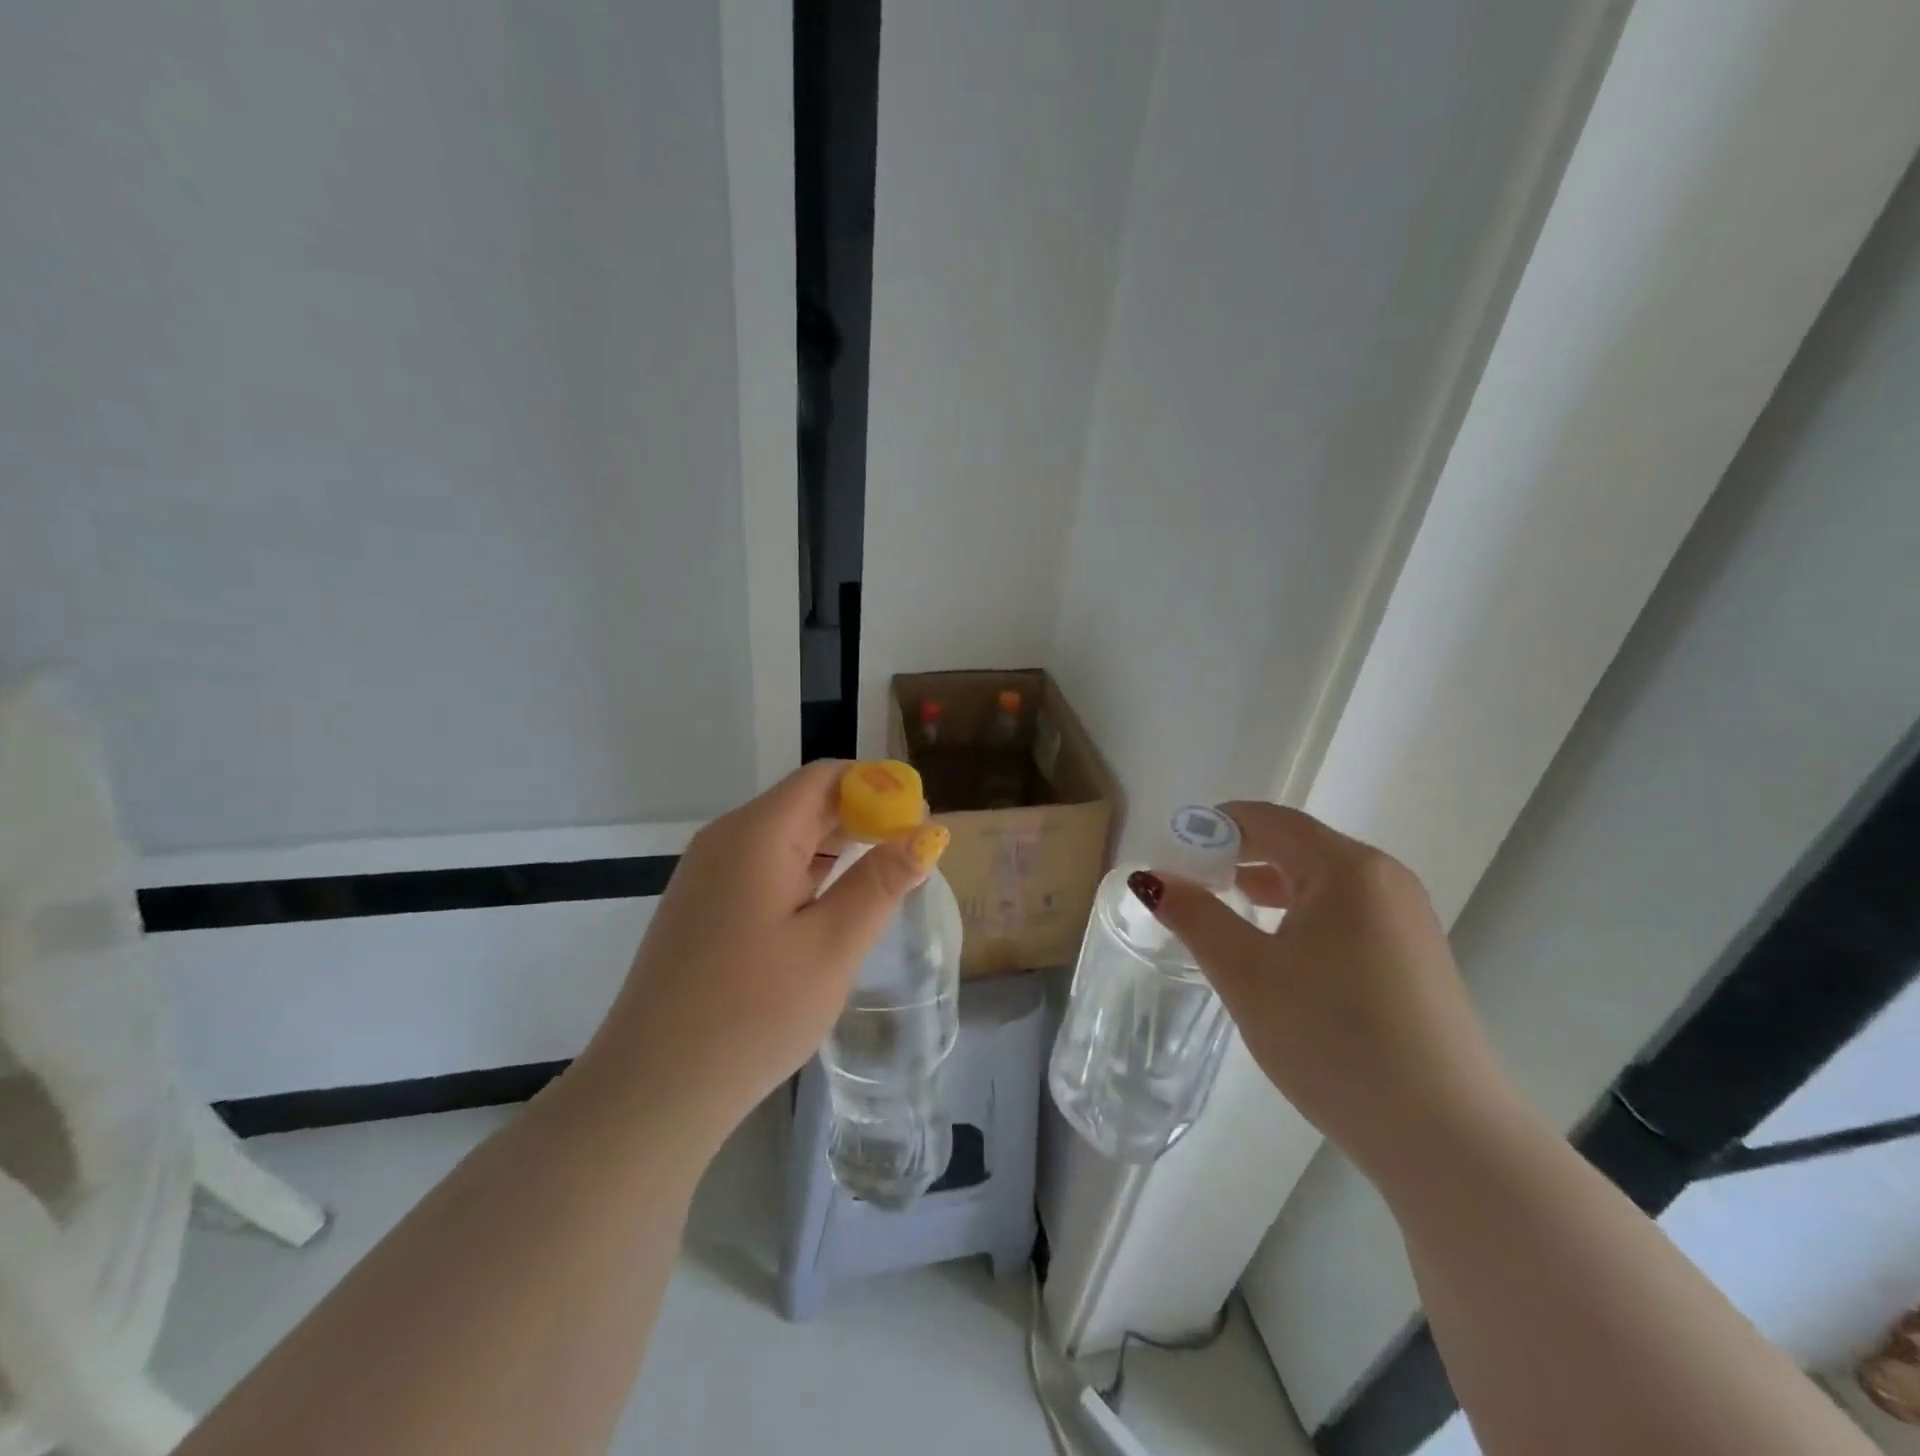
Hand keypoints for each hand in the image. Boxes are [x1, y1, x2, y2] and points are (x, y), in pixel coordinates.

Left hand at [575, 761, 949, 1152]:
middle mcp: (726, 839)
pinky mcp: (702, 907)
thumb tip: (926, 833)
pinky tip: (831, 904)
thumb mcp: (831, 946)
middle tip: (912, 851)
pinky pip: (763, 867)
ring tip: (883, 876)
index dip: (877, 785)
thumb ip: (881, 882)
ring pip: (784, 837)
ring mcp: (707, 874)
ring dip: (836, 846)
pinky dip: (806, 873)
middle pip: (804, 802)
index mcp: (756, 834)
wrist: (651, 1091)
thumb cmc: (751, 1013)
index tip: (920, 815)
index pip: (825, 777)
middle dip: (862, 816)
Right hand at [1140, 802, 1514, 1178]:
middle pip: (1296, 846)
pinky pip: (1344, 914)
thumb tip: (1152, 877)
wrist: (1447, 1139)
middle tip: (1189, 883)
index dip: (1215, 826)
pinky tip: (1277, 952)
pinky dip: (1300, 915)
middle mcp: (1384, 880)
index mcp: (1348, 868)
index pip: (1269, 820)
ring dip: (1267, 887)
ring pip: (1321, 882)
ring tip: (1224, 911)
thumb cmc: (1335, 1038)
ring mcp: (1406, 920)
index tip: (1171, 850)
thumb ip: (1195, 916)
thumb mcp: (1248, 974)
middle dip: (1238, 857)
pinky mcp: (1413, 958)